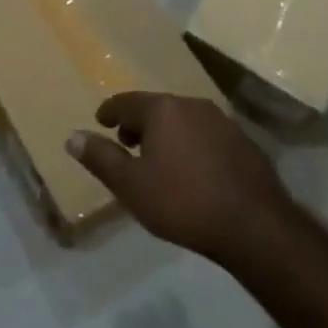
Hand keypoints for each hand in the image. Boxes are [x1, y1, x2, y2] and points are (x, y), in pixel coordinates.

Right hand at [68, 92, 293, 263]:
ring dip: (166, 133)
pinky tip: (193, 170)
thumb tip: (72, 137)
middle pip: (156, 107)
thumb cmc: (183, 202)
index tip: (101, 122)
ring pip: (183, 119)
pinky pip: (206, 134)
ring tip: (158, 158)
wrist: (254, 226)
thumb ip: (101, 159)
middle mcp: (191, 104)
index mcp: (162, 109)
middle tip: (126, 143)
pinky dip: (191, 144)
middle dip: (138, 123)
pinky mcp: (243, 141)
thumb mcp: (132, 186)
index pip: (126, 101)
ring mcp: (222, 121)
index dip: (109, 112)